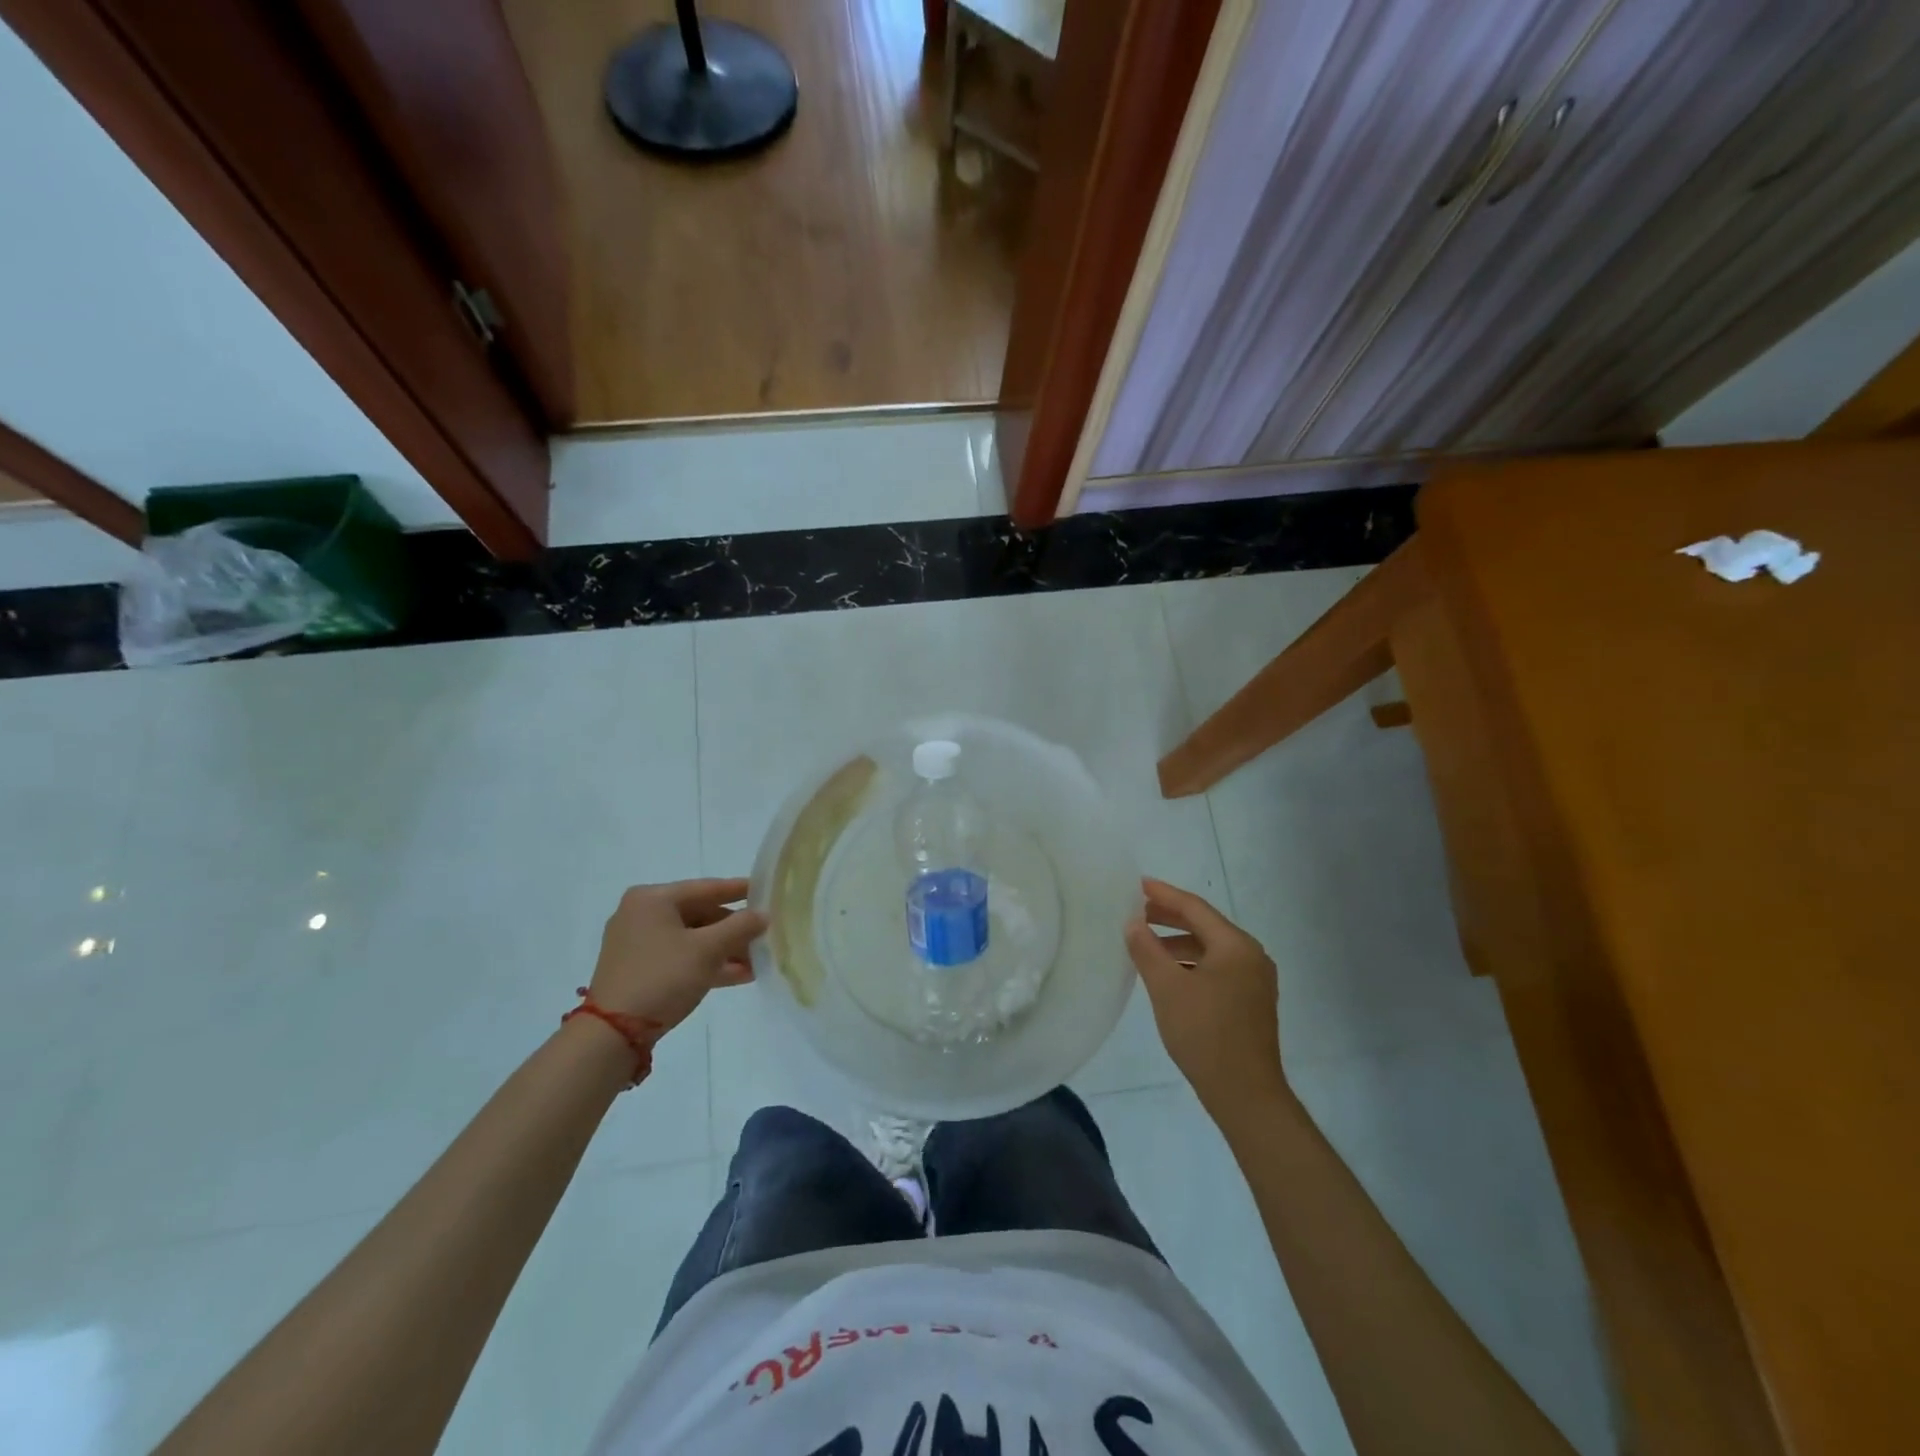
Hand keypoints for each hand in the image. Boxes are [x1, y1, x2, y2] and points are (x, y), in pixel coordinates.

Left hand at [587, 879, 767, 1038]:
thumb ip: (740, 927)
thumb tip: (762, 915)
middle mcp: (641, 914)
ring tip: (757, 961)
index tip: (766, 891)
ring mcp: (637, 943)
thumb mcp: (708, 950)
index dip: (739, 890)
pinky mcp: (638, 969)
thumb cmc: (663, 977)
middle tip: (764, 935)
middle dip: (734, 930)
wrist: (613, 1033)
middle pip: (700, 914)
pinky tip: (738, 975)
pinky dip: (706, 964)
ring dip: (724, 950)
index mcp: (653, 899)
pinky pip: (680, 957)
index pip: (706, 888)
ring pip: (691, 939)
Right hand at [1126, 877, 1285, 1117]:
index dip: (1164, 894)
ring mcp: (1255, 981)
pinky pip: (1217, 968)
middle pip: (1205, 926)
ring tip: (1147, 943)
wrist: (1245, 1094)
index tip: (1138, 884)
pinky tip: (1169, 973)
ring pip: (1211, 949)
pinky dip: (1191, 963)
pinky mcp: (1251, 1002)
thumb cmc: (1205, 1034)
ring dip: (1179, 942)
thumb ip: (1147, 950)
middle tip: (1137, 911)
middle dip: (1170, 917)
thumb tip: (1133, 923)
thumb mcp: (1167, 988)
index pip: (1195, 908)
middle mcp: (1251, 956)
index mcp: (1236, 946)